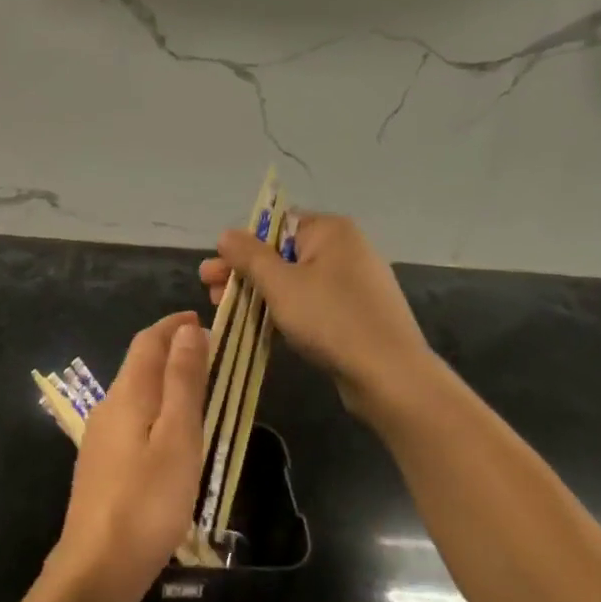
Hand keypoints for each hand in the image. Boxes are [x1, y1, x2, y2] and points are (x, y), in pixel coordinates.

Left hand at [52, 311, 210, 601]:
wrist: (97, 567)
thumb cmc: (148, 500)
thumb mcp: (178, 436)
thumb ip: (182, 381)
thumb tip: (188, 330)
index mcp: (127, 393)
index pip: (148, 341)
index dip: (173, 326)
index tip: (201, 319)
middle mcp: (108, 406)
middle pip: (138, 364)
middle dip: (169, 349)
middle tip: (207, 352)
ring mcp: (100, 437)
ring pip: (134, 392)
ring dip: (163, 379)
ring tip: (196, 388)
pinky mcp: (100, 465)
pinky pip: (131, 417)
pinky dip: (154, 407)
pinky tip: (168, 432)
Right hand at [200, 212, 432, 421]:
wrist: (391, 377)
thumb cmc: (330, 318)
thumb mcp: (280, 284)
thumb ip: (249, 256)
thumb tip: (226, 234)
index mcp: (330, 231)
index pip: (276, 225)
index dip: (243, 245)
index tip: (216, 267)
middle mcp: (345, 249)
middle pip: (282, 254)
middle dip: (244, 272)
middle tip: (209, 290)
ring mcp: (354, 283)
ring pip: (295, 281)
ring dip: (259, 293)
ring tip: (227, 311)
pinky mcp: (357, 314)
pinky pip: (312, 303)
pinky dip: (285, 310)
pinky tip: (260, 326)